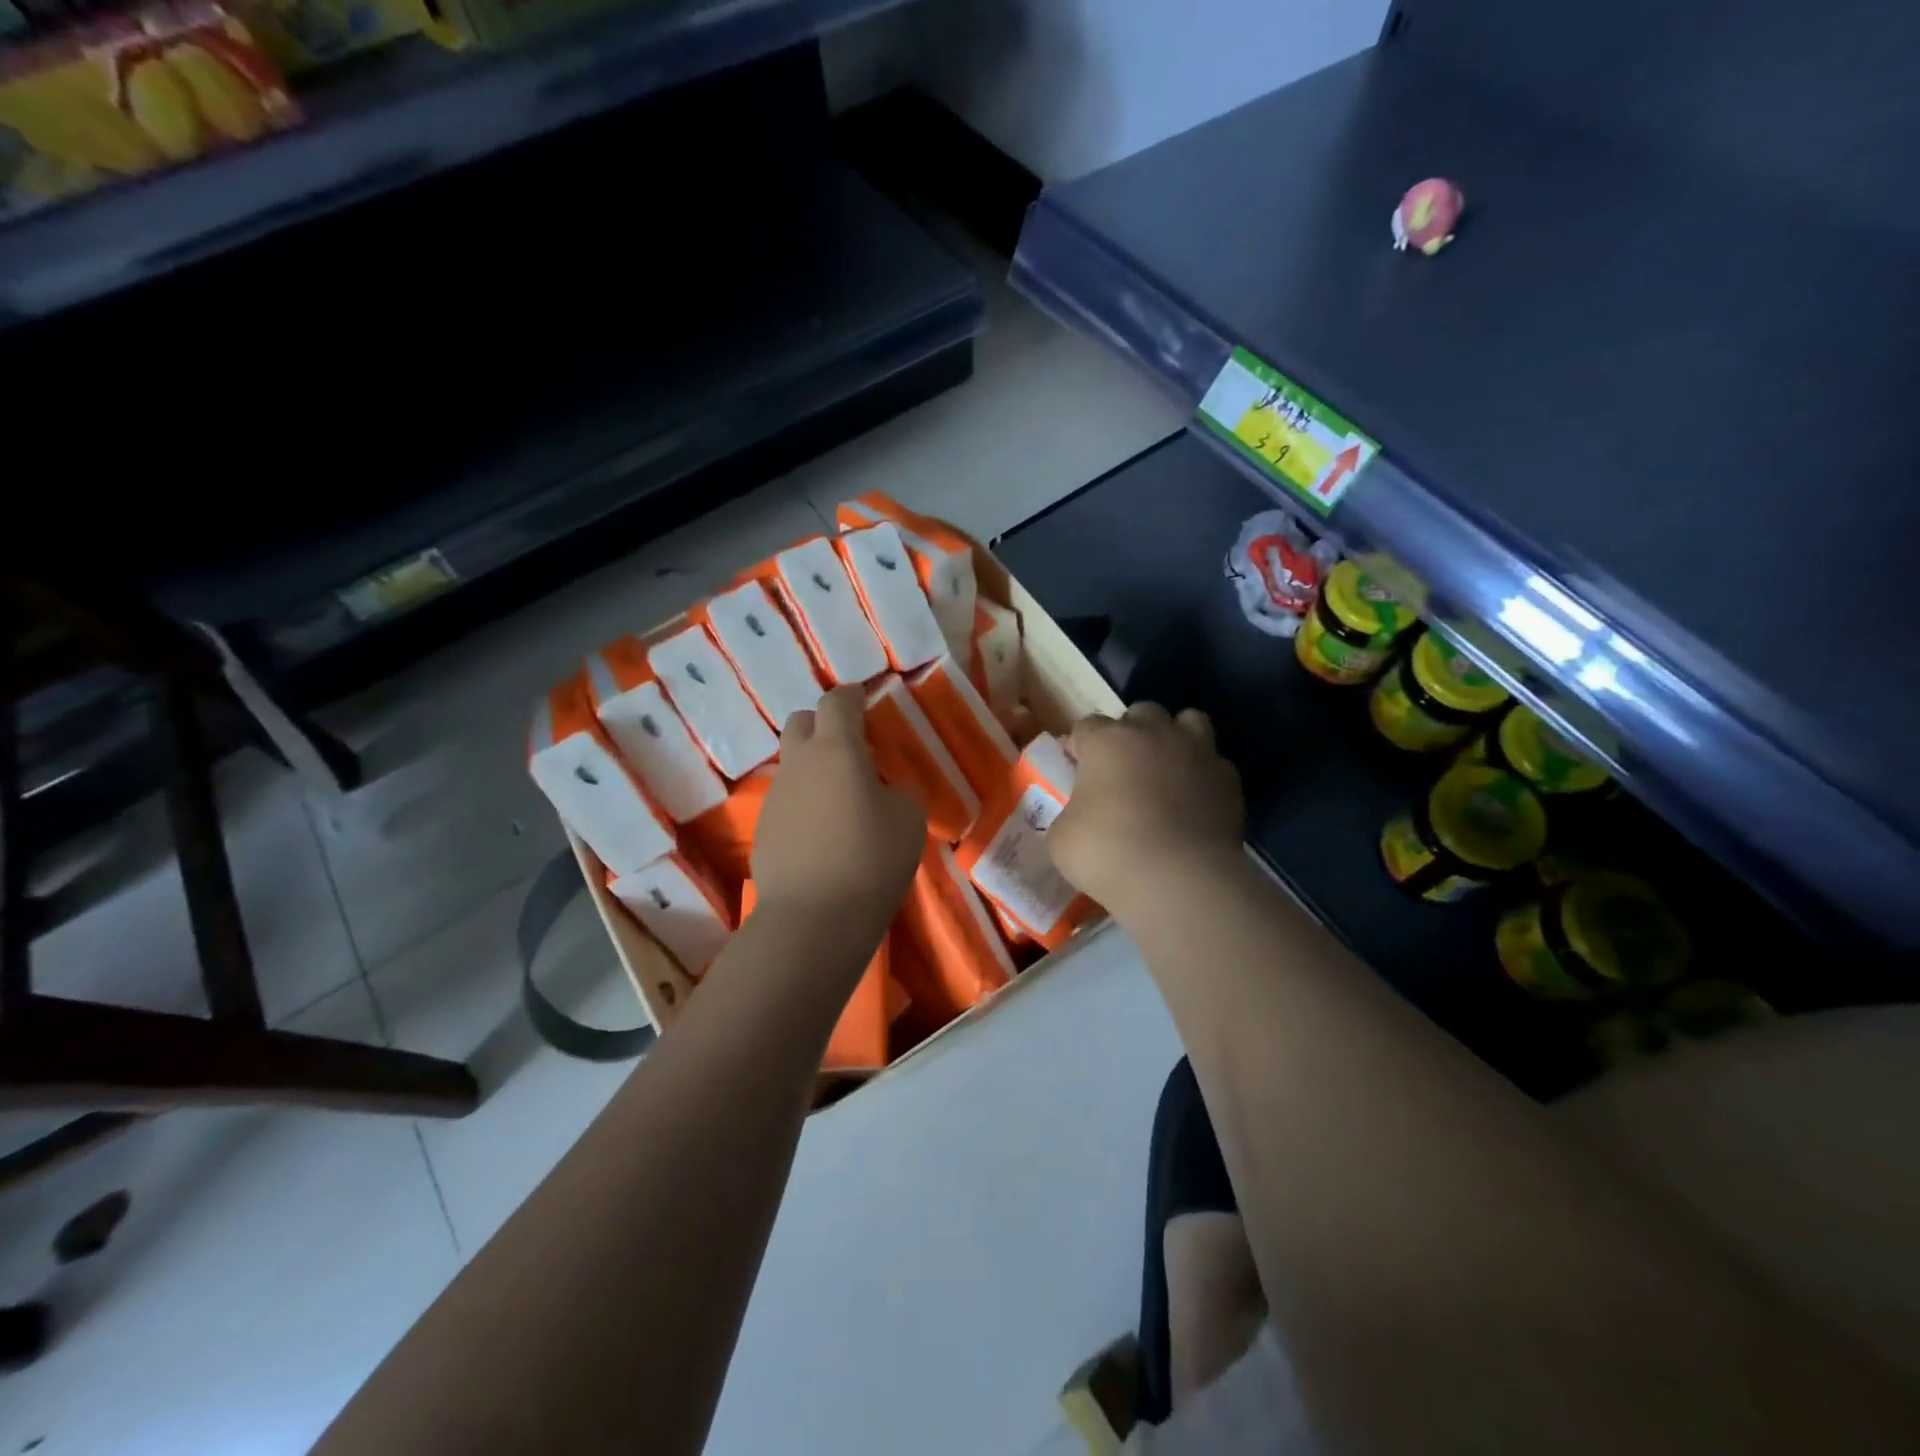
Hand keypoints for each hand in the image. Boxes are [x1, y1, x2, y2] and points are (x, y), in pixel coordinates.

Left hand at [752, 685, 925, 942]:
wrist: (813, 919)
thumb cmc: (871, 859)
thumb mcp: (908, 820)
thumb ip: (900, 792)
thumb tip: (887, 788)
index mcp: (836, 750)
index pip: (837, 702)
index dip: (852, 696)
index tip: (864, 700)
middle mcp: (799, 764)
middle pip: (801, 722)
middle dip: (823, 724)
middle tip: (851, 748)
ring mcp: (775, 796)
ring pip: (792, 764)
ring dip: (814, 768)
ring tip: (841, 799)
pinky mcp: (763, 829)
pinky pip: (787, 800)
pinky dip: (804, 803)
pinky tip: (823, 834)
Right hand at [1049, 703, 1243, 908]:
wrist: (1179, 880)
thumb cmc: (1108, 853)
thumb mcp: (1062, 838)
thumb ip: (1069, 814)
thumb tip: (1080, 816)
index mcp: (1107, 741)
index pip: (1087, 726)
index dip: (1080, 746)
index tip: (1076, 769)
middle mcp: (1154, 734)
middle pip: (1141, 713)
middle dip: (1131, 733)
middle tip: (1123, 768)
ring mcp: (1197, 752)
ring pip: (1189, 720)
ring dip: (1175, 738)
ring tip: (1167, 769)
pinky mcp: (1229, 780)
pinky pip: (1215, 764)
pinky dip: (1204, 776)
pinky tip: (1195, 802)